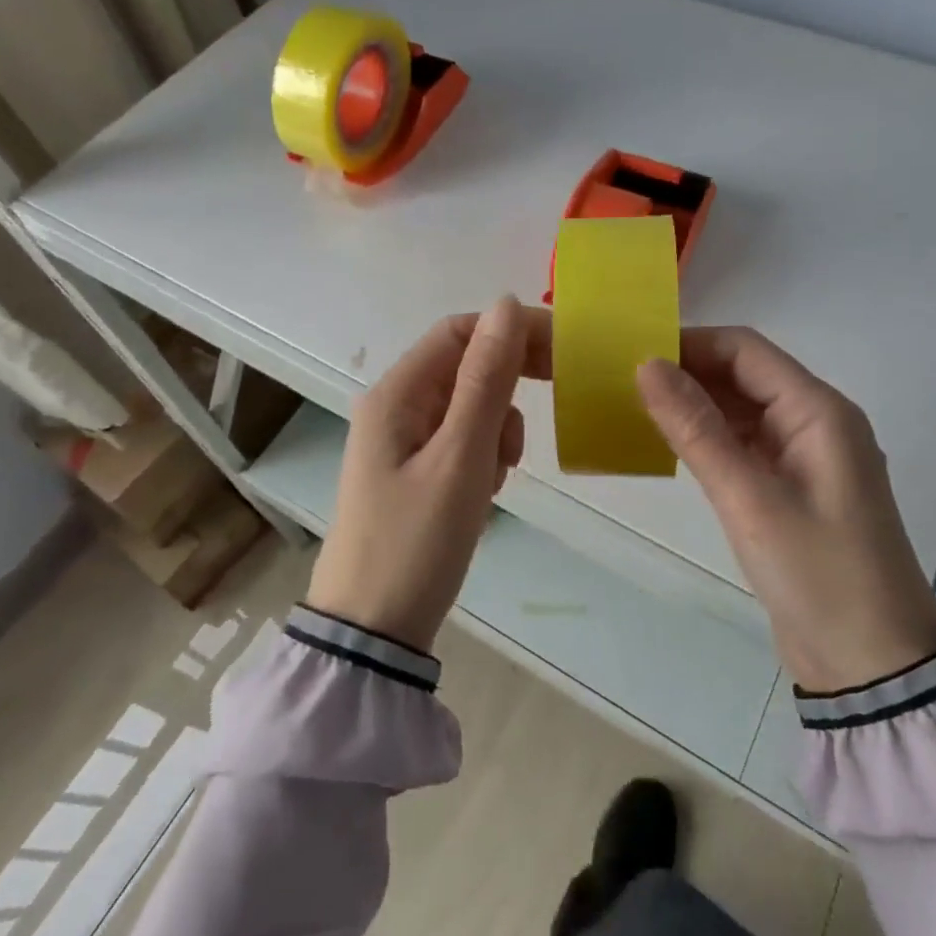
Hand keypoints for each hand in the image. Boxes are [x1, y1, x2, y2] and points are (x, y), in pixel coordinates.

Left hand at [307, 296, 549, 650]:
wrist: (373, 633)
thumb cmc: (417, 542)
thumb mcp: (461, 456)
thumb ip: (486, 379)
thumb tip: (506, 303)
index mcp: (396, 393)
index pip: (460, 332)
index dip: (511, 331)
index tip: (562, 354)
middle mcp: (395, 406)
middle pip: (464, 366)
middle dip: (508, 382)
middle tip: (549, 406)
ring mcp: (403, 440)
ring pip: (469, 404)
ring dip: (497, 425)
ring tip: (499, 472)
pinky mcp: (415, 471)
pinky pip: (461, 439)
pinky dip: (484, 453)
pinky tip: (486, 489)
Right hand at [637, 329, 935, 691]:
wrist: (873, 667)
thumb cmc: (818, 575)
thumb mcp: (749, 499)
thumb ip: (696, 428)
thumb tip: (646, 365)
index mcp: (818, 411)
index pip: (745, 350)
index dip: (689, 344)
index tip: (633, 354)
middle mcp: (814, 421)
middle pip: (743, 374)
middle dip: (687, 372)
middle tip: (622, 381)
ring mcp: (803, 455)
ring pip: (741, 407)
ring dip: (694, 403)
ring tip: (634, 406)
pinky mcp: (790, 486)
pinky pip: (743, 442)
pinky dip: (708, 437)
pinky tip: (669, 443)